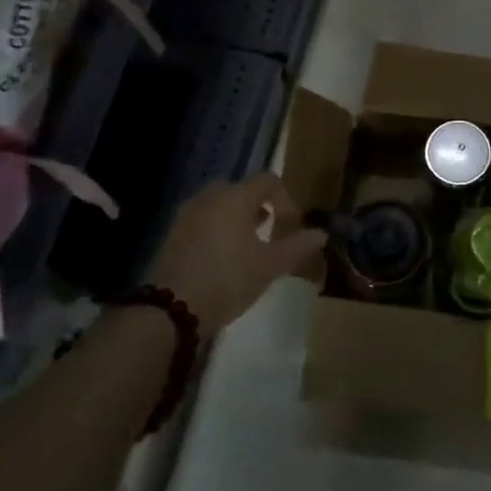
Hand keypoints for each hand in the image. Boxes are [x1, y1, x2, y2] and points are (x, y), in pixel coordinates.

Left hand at [150, 174, 326, 336]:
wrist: (170, 309)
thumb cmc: (227, 280)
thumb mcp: (269, 266)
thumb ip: (297, 247)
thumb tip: (321, 234)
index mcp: (236, 197)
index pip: (268, 180)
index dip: (286, 198)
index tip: (291, 224)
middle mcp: (210, 197)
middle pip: (241, 189)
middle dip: (259, 206)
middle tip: (269, 231)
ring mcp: (187, 214)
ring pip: (219, 204)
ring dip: (237, 217)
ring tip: (247, 246)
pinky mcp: (172, 233)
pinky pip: (202, 219)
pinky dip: (217, 228)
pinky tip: (222, 257)